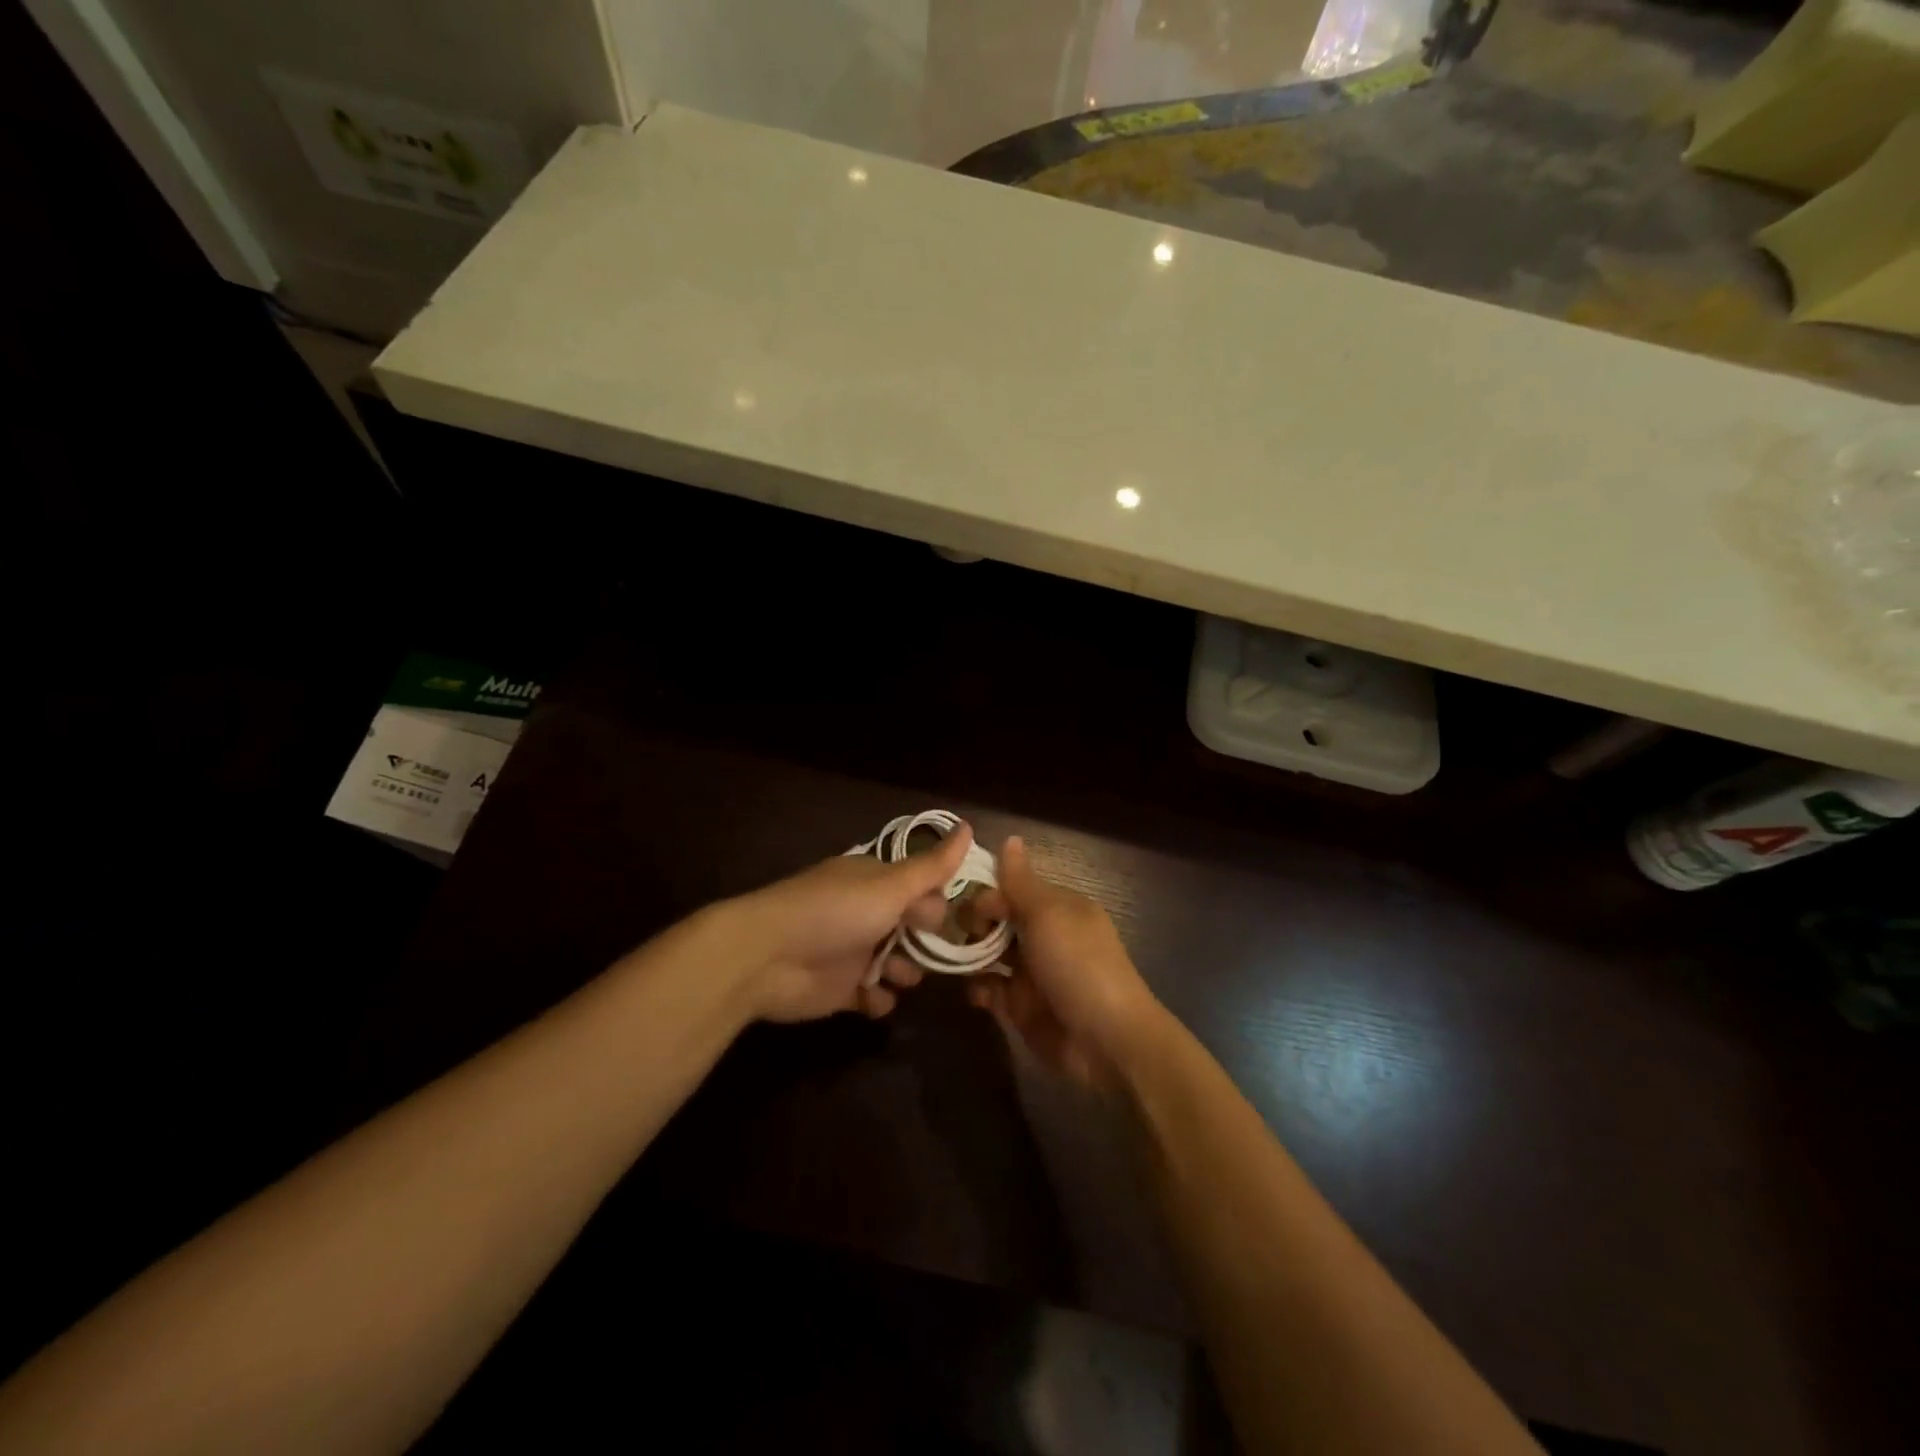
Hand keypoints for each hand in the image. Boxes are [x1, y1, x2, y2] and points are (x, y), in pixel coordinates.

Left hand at [717, 823, 978, 1022]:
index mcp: (874, 881)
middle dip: (927, 941)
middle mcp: (864, 912)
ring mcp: (851, 950)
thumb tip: (970, 826)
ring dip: (904, 972)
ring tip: (902, 978)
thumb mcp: (891, 886)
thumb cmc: (835, 912)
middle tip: (938, 953)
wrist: (767, 958)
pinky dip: (878, 998)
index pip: (919, 886)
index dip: (939, 902)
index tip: (959, 918)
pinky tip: (876, 998)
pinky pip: (871, 994)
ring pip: (895, 962)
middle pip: (911, 926)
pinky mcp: (839, 987)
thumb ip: (932, 866)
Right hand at [966, 836, 1165, 1089]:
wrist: (1107, 1041)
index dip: (985, 891)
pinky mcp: (1021, 1007)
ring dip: (968, 953)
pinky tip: (971, 989)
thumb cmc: (1078, 965)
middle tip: (940, 928)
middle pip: (998, 920)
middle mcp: (1043, 935)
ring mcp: (1031, 972)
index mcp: (1057, 907)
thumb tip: (1010, 838)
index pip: (1012, 888)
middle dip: (970, 922)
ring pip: (989, 954)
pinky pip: (990, 990)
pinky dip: (977, 988)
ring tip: (943, 955)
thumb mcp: (1048, 915)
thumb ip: (1021, 882)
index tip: (956, 899)